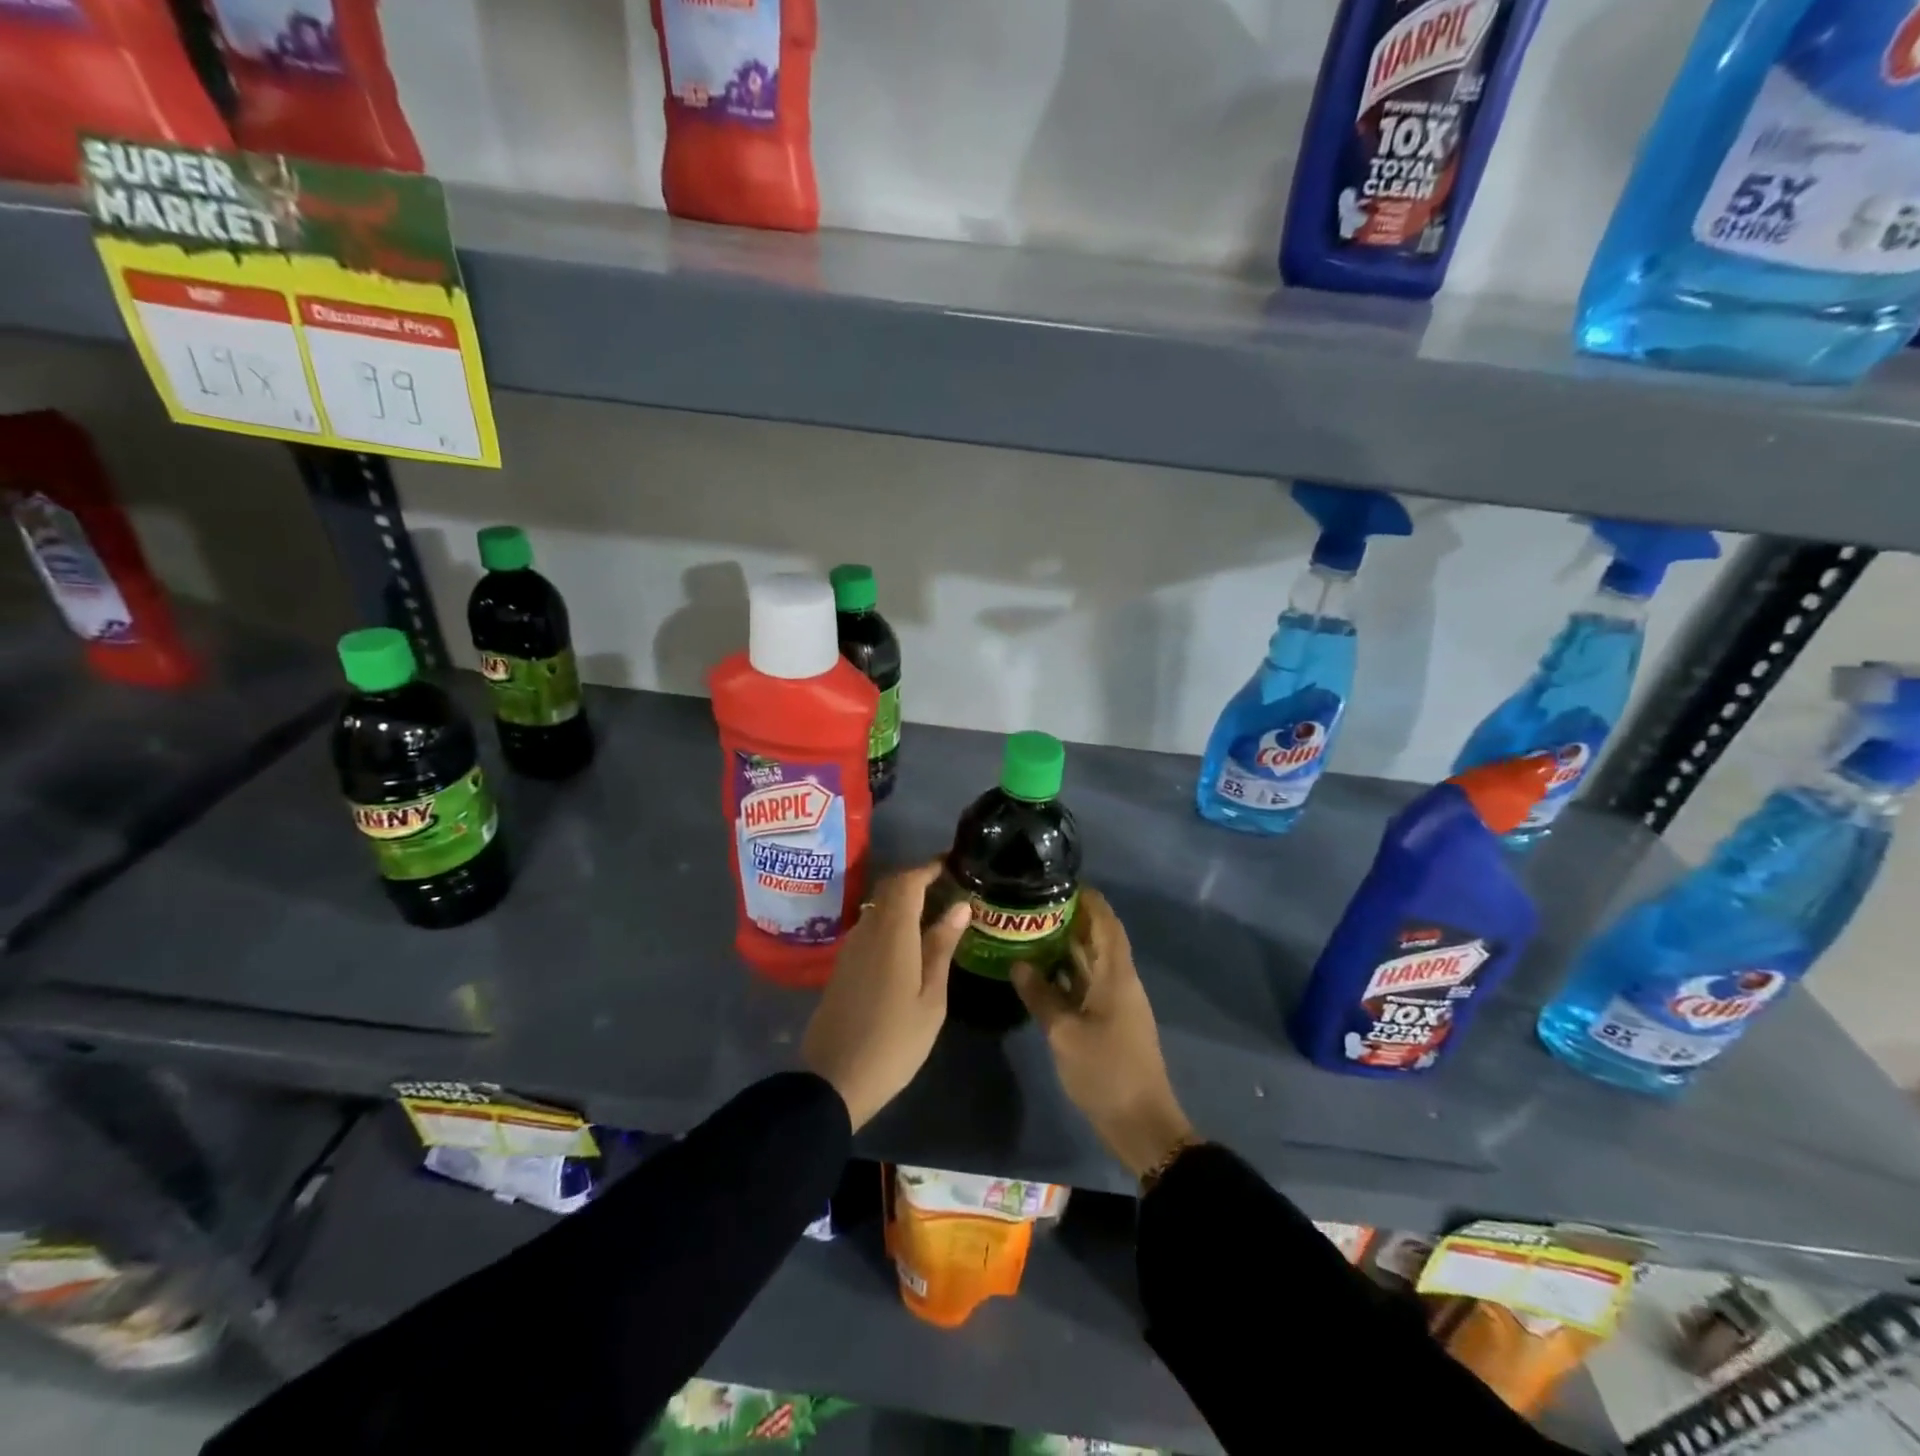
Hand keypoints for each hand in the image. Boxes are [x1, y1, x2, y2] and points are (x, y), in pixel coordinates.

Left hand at [802, 861, 970, 1130]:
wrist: (833, 1081)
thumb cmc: (894, 1042)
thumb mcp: (930, 998)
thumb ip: (942, 947)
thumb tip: (960, 906)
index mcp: (891, 933)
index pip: (907, 881)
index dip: (928, 867)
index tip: (953, 864)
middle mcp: (867, 930)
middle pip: (890, 889)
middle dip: (918, 880)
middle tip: (950, 887)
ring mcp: (850, 947)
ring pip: (878, 907)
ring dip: (904, 901)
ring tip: (937, 912)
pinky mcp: (843, 965)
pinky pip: (870, 927)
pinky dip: (892, 921)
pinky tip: (911, 940)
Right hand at [1013, 888, 1193, 1178]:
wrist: (1141, 1124)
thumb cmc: (1106, 1072)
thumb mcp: (1065, 1033)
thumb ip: (1040, 995)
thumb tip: (1018, 963)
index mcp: (1116, 975)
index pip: (1107, 922)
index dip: (1089, 899)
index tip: (1060, 881)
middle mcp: (1120, 981)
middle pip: (1099, 938)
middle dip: (1071, 918)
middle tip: (1033, 904)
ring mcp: (1117, 1002)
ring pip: (1092, 962)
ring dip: (1067, 946)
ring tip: (1031, 929)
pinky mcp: (1111, 1021)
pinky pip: (1088, 984)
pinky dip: (1068, 973)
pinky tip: (1040, 972)